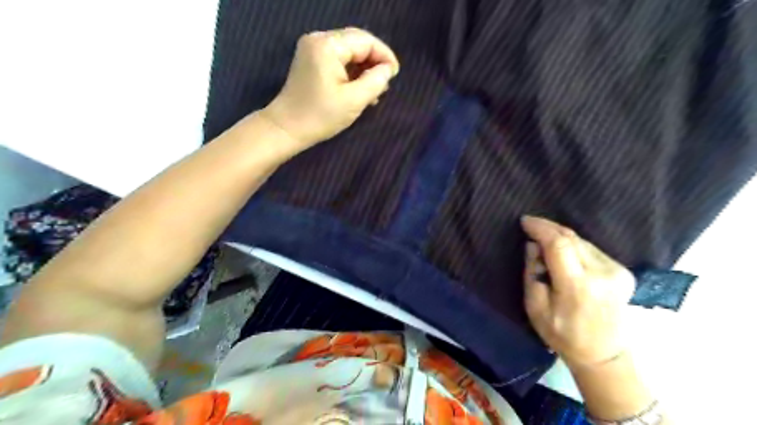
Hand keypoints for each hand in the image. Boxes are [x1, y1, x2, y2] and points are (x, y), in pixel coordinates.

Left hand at [263, 27, 401, 151]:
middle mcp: (318, 39)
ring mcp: (312, 49)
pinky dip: (352, 71)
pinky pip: (338, 59)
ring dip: (364, 68)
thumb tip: (388, 69)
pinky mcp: (311, 61)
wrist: (286, 128)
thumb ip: (375, 81)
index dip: (384, 56)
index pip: (365, 41)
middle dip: (374, 62)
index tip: (394, 75)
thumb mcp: (354, 100)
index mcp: (328, 45)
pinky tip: (360, 88)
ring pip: (348, 51)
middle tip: (385, 83)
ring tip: (375, 90)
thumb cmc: (320, 116)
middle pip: (356, 42)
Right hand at [522, 216, 633, 367]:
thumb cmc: (562, 334)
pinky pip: (591, 249)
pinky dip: (574, 246)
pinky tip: (564, 253)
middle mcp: (602, 273)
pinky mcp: (623, 272)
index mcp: (578, 286)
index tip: (524, 221)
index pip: (558, 244)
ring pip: (582, 241)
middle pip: (571, 237)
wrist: (604, 355)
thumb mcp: (535, 308)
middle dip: (548, 228)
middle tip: (531, 226)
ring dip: (561, 237)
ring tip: (544, 242)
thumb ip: (532, 273)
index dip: (540, 228)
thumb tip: (533, 245)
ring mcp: (617, 271)